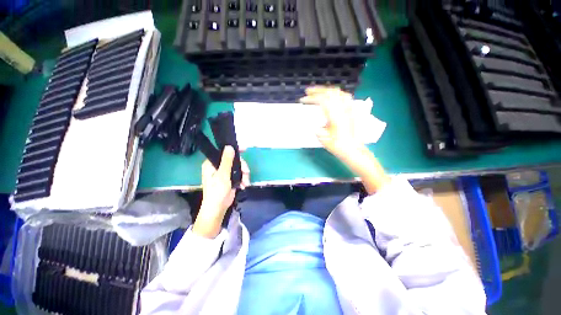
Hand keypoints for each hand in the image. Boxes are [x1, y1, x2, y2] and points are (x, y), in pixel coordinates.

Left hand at [192, 146, 249, 237]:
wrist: (218, 208)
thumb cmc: (217, 191)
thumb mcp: (222, 175)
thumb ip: (227, 161)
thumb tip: (229, 147)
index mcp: (212, 164)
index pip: (223, 152)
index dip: (234, 150)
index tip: (244, 149)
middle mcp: (218, 167)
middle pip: (234, 160)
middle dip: (242, 167)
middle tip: (246, 172)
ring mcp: (225, 173)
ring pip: (238, 168)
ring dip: (244, 174)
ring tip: (245, 182)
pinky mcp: (230, 179)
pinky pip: (240, 174)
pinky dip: (243, 179)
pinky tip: (243, 185)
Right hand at [300, 86, 361, 158]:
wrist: (352, 149)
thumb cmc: (337, 145)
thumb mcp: (323, 138)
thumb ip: (317, 128)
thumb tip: (314, 124)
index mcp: (335, 116)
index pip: (322, 100)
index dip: (311, 98)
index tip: (302, 99)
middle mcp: (342, 109)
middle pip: (330, 92)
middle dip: (317, 90)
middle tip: (308, 91)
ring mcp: (348, 109)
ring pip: (338, 92)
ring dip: (326, 90)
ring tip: (318, 92)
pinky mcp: (351, 111)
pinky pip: (345, 96)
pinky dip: (336, 93)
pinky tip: (332, 96)